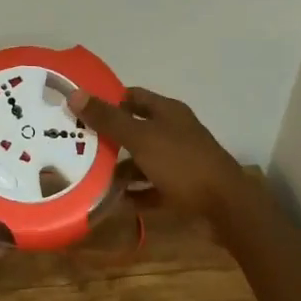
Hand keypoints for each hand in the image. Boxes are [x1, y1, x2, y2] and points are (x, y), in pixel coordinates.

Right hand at [68, 86, 250, 222]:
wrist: (225, 207)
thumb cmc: (182, 164)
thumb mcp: (141, 138)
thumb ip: (108, 119)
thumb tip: (75, 94)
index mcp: (168, 113)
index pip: (133, 97)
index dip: (108, 100)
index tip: (80, 109)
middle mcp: (174, 133)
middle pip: (135, 129)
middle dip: (109, 137)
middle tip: (76, 144)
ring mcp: (179, 162)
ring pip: (142, 161)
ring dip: (120, 169)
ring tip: (90, 176)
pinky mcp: (182, 189)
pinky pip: (151, 188)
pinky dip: (134, 193)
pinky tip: (114, 201)